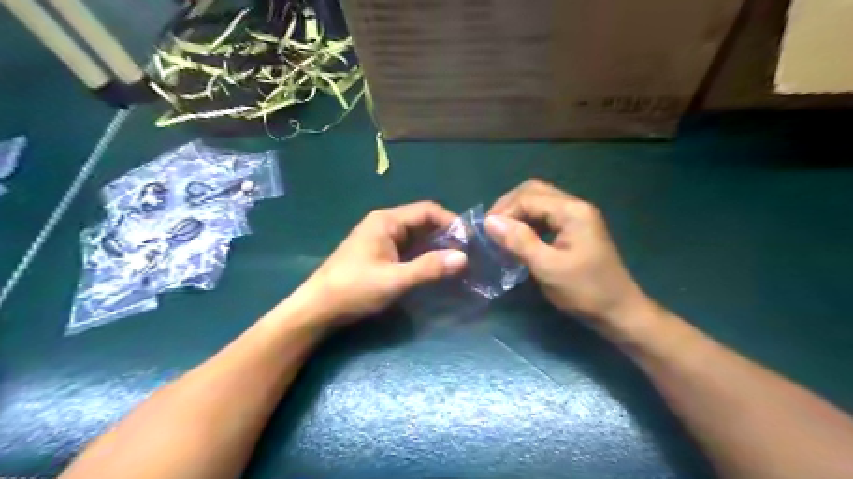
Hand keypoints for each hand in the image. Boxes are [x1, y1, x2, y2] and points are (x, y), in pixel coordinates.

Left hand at [294, 201, 464, 325]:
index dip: (451, 221)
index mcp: (386, 221)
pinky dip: (424, 256)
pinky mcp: (380, 254)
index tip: (470, 239)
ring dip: (436, 247)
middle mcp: (385, 224)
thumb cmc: (353, 289)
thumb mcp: (394, 279)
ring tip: (458, 262)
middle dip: (446, 235)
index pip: (427, 210)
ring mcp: (381, 239)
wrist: (318, 308)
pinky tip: (436, 268)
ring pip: (417, 237)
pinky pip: (408, 249)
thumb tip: (464, 258)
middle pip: (423, 222)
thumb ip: (428, 268)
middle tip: (468, 253)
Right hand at [483, 180, 654, 331]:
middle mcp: (575, 206)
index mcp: (572, 211)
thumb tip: (490, 222)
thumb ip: (519, 241)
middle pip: (534, 191)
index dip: (504, 211)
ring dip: (518, 213)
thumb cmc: (584, 291)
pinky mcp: (576, 228)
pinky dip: (528, 221)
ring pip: (539, 201)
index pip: (528, 197)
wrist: (619, 311)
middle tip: (492, 227)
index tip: (486, 232)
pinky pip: (546, 215)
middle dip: (509, 206)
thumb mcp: (548, 267)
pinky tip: (520, 237)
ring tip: (502, 232)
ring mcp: (577, 216)